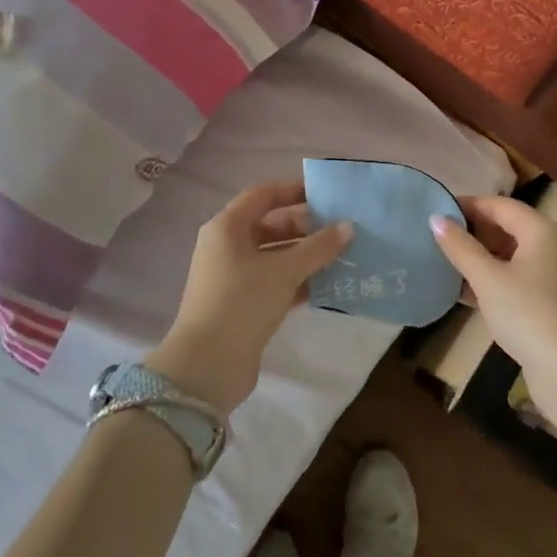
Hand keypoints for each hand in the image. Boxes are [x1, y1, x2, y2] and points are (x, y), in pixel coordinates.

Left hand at [149, 180, 352, 412]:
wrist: (207, 366)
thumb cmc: (242, 303)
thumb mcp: (284, 271)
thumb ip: (318, 247)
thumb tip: (348, 226)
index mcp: (227, 227)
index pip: (263, 195)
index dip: (293, 189)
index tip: (326, 192)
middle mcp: (226, 247)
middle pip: (270, 225)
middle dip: (305, 226)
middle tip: (340, 228)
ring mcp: (233, 277)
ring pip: (274, 255)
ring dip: (305, 255)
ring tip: (341, 255)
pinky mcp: (242, 304)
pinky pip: (274, 281)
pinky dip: (298, 280)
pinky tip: (328, 285)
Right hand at [430, 196, 556, 407]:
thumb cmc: (528, 314)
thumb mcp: (487, 278)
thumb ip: (460, 247)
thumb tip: (435, 218)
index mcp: (540, 230)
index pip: (500, 204)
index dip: (468, 204)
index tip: (437, 209)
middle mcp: (551, 246)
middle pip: (507, 228)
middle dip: (473, 231)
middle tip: (436, 236)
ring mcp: (553, 276)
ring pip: (510, 256)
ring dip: (479, 258)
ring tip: (444, 261)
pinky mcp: (549, 303)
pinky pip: (515, 280)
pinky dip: (491, 281)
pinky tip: (463, 292)